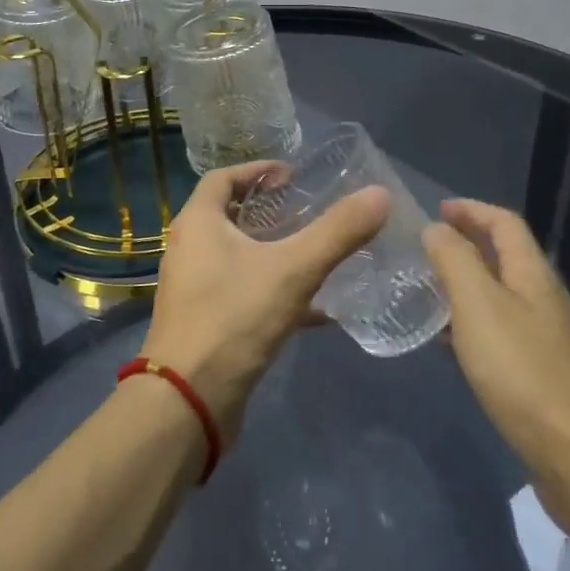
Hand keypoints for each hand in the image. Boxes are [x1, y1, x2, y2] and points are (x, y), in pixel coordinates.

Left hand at [146, 160, 388, 441]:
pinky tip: (317, 310)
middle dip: (269, 211)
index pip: (223, 178)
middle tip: (309, 211)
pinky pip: (243, 293)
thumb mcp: (293, 270)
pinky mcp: (205, 322)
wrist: (189, 400)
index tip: (293, 176)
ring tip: (317, 253)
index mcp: (198, 223)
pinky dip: (275, 292)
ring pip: (238, 257)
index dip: (257, 170)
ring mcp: (194, 288)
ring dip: (274, 252)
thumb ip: (337, 231)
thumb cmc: (234, 319)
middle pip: (230, 215)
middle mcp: (189, 249)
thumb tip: (380, 194)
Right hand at [423, 199, 569, 520]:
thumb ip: (455, 261)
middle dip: (467, 245)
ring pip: (501, 297)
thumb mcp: (479, 305)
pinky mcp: (542, 376)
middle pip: (505, 258)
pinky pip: (500, 333)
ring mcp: (547, 340)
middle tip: (425, 250)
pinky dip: (471, 325)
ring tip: (428, 292)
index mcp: (532, 275)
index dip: (471, 210)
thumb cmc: (524, 371)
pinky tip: (451, 346)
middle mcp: (544, 300)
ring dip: (466, 286)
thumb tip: (436, 228)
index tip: (436, 210)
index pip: (504, 224)